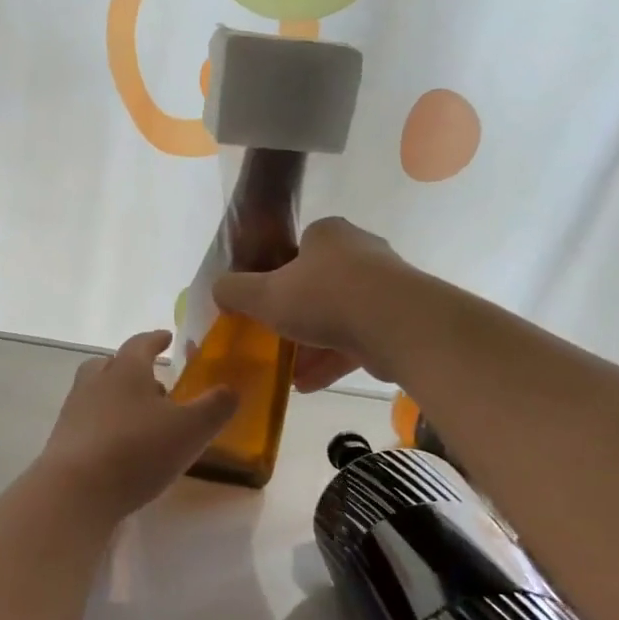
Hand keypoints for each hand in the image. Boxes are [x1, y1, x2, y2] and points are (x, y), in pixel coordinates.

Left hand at [37, 331, 237, 520]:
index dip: (156, 339)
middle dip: (131, 368)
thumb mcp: (191, 429)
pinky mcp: (63, 441)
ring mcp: (74, 411)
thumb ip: (215, 407)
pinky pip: (87, 422)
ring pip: (96, 392)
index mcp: (126, 370)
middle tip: (154, 382)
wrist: (75, 491)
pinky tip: (120, 447)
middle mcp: (95, 382)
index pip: (141, 344)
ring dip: (117, 397)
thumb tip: (231, 389)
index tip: (166, 337)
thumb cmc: (137, 450)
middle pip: (110, 364)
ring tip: (140, 418)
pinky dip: (104, 425)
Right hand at [213, 217, 415, 392]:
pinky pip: (357, 339)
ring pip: (337, 317)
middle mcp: (359, 253)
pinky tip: (308, 384)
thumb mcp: (264, 295)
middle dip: (294, 317)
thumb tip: (219, 290)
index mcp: (328, 235)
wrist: (398, 325)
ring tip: (288, 372)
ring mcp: (384, 287)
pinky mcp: (399, 319)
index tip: (264, 303)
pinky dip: (332, 360)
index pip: (297, 249)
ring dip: (311, 345)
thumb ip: (235, 291)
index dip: (276, 276)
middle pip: (317, 286)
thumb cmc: (324, 298)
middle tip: (273, 340)